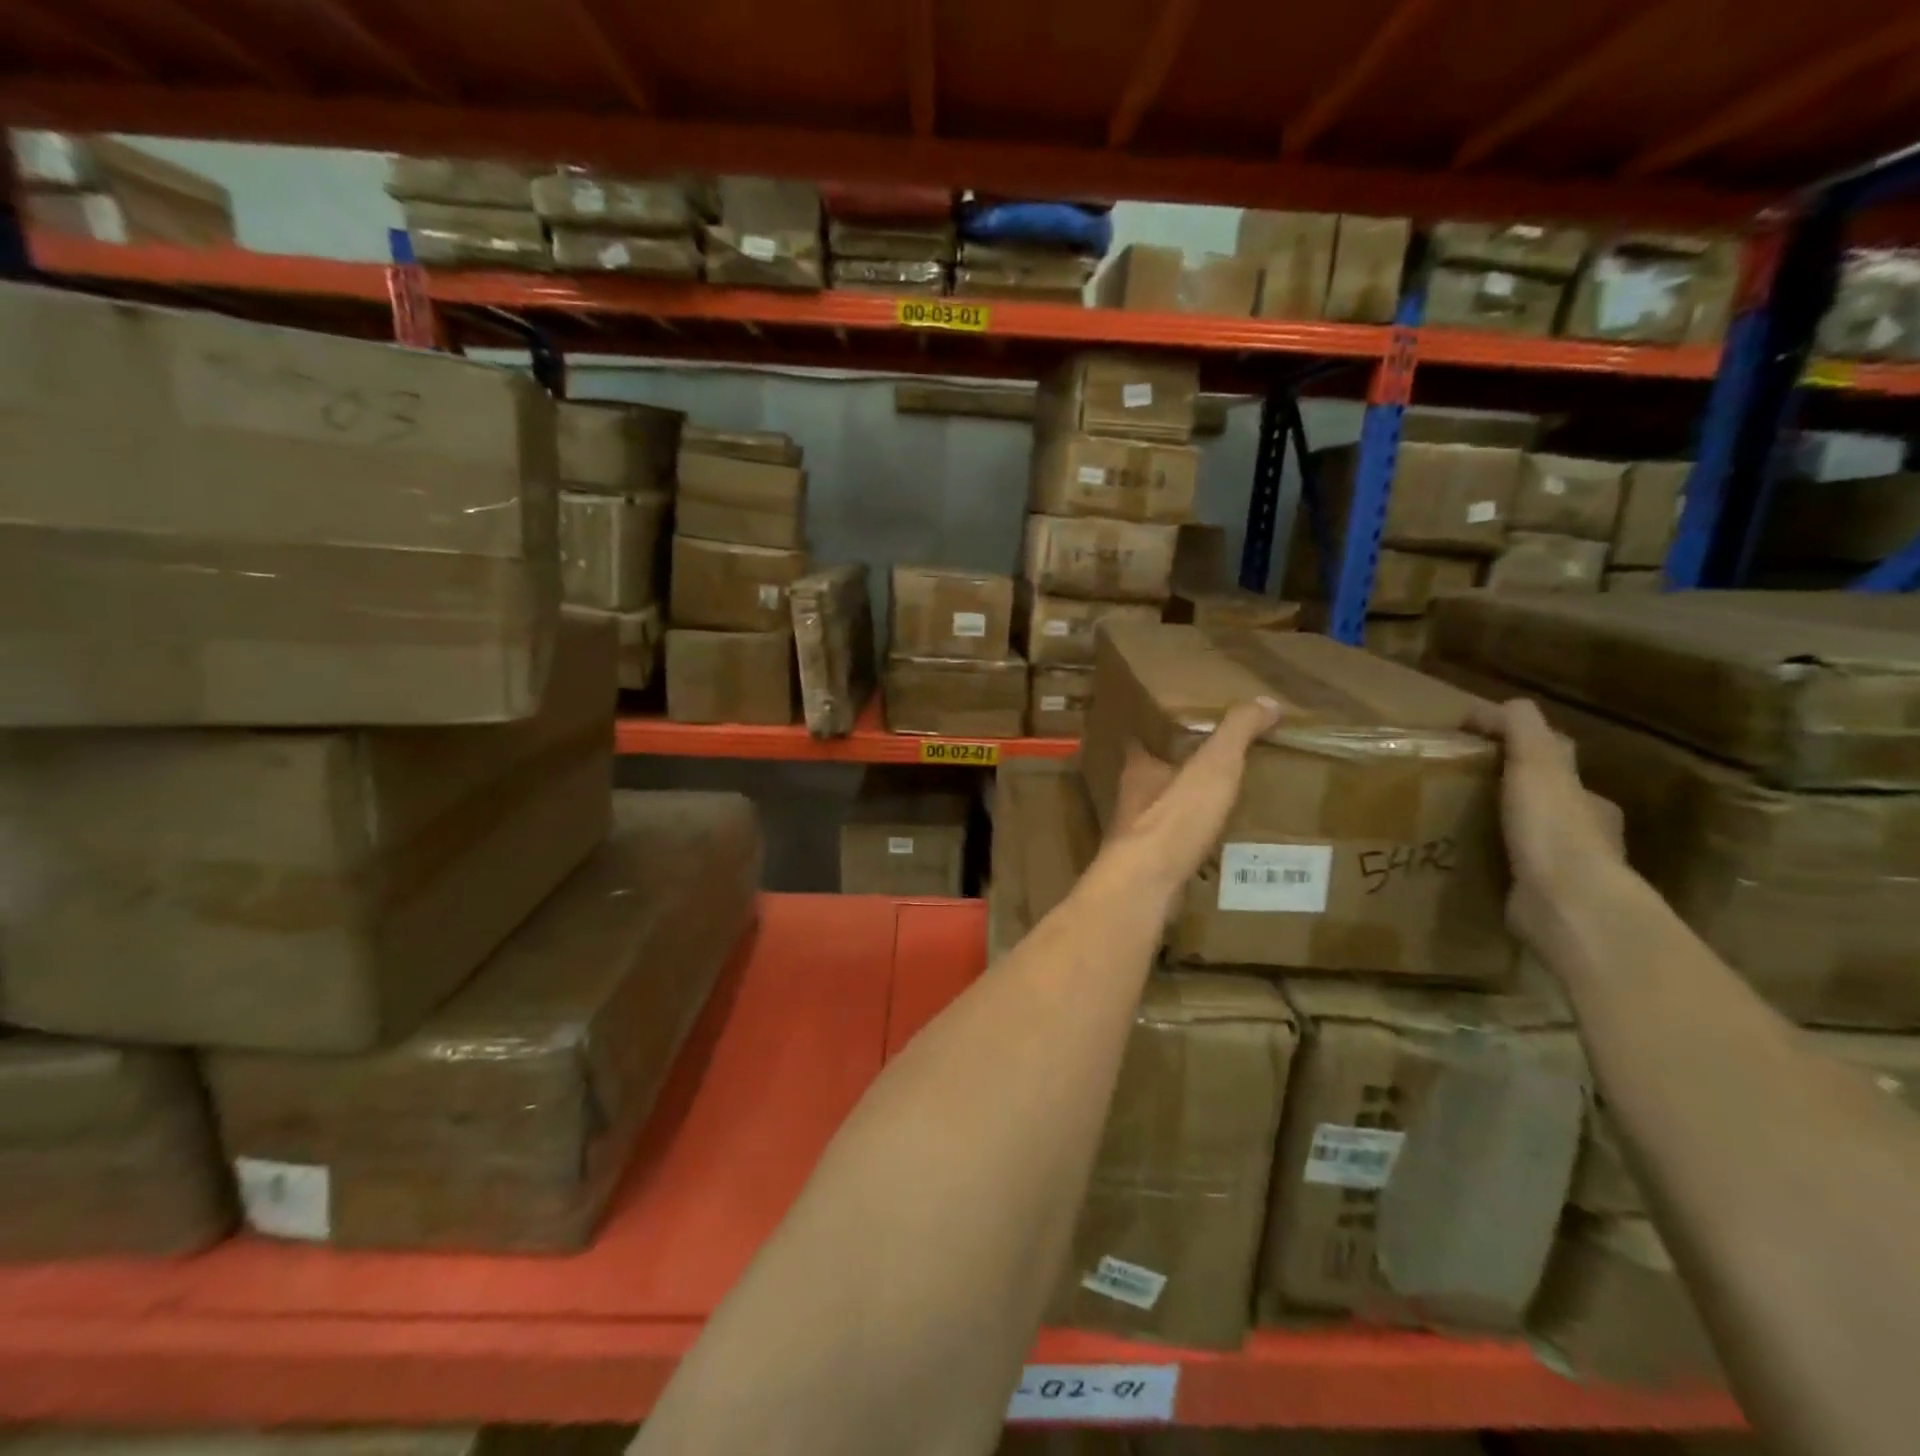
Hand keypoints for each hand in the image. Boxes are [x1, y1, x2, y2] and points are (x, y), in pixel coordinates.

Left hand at [1105, 697, 1285, 895]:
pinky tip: (1217, 849)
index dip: (1161, 731)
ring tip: (1222, 807)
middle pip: (1154, 778)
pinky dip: (1193, 845)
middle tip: (1214, 768)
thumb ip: (1236, 732)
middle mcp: (1131, 799)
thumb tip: (1266, 701)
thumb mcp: (1214, 767)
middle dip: (1179, 773)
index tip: (1185, 726)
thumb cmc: (1174, 818)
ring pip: (1163, 815)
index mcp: (1139, 768)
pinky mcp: (1149, 868)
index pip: (1144, 739)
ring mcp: (1137, 836)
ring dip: (1186, 811)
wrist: (1147, 885)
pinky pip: (1175, 849)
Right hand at [1466, 697, 1624, 944]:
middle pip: (1541, 802)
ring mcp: (1564, 871)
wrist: (1567, 905)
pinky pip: (1509, 873)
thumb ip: (1519, 727)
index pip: (1556, 764)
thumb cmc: (1553, 828)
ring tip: (1447, 826)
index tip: (1472, 751)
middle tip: (1453, 790)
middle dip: (1505, 794)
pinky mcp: (1539, 900)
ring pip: (1526, 839)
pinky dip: (1487, 864)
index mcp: (1588, 800)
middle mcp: (1585, 834)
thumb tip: (1488, 707)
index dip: (1518, 751)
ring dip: (1494, 831)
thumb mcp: (1536, 761)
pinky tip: (1456, 863)